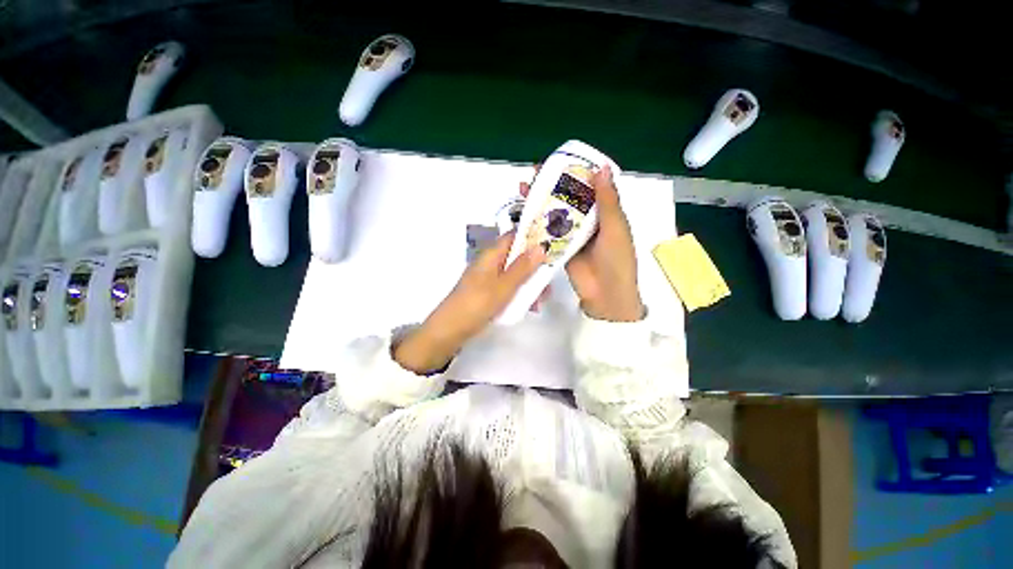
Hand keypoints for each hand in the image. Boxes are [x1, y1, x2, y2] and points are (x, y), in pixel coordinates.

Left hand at [394, 233, 545, 373]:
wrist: (450, 330)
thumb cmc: (477, 305)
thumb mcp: (503, 286)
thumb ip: (522, 268)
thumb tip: (541, 247)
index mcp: (491, 255)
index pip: (514, 236)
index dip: (533, 237)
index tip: (553, 243)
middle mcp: (490, 263)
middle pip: (517, 257)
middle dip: (535, 266)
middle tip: (551, 278)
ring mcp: (489, 279)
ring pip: (515, 274)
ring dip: (530, 283)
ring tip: (543, 298)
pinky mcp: (488, 293)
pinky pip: (509, 288)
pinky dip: (520, 294)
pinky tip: (531, 307)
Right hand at [520, 164, 643, 321]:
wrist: (606, 295)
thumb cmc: (617, 260)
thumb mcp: (615, 228)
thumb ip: (607, 201)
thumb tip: (602, 167)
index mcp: (605, 212)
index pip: (588, 187)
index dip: (573, 174)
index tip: (557, 162)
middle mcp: (587, 222)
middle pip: (567, 199)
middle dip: (551, 186)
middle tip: (533, 174)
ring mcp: (572, 236)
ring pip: (555, 215)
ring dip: (541, 203)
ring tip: (524, 190)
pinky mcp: (559, 249)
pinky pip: (548, 234)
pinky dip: (537, 224)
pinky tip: (524, 215)